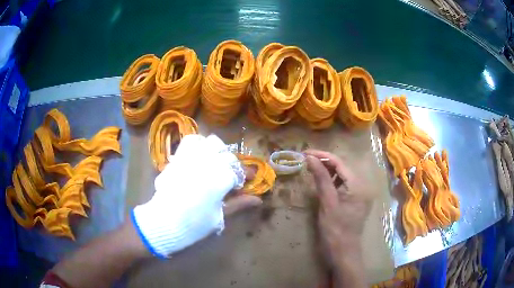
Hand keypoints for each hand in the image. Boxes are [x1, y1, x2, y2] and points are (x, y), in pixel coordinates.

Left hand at [132, 134, 259, 257]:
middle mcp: (207, 163)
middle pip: (228, 155)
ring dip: (219, 151)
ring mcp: (192, 157)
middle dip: (233, 164)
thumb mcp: (219, 216)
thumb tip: (258, 200)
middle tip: (232, 175)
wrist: (163, 222)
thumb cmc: (194, 224)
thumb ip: (238, 204)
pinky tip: (201, 156)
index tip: (249, 180)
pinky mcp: (179, 157)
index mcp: (220, 179)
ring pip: (212, 142)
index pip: (239, 171)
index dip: (246, 175)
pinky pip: (191, 141)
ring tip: (218, 162)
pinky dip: (200, 144)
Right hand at [305, 150, 371, 287]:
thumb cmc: (335, 229)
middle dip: (324, 162)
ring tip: (311, 168)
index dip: (322, 156)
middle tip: (306, 160)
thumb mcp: (327, 202)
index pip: (339, 163)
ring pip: (343, 175)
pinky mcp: (355, 200)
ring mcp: (360, 193)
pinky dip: (332, 181)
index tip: (304, 153)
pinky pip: (344, 185)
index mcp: (358, 185)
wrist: (343, 252)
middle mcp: (363, 185)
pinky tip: (322, 182)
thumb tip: (310, 157)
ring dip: (328, 171)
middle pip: (342, 167)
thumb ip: (321, 178)